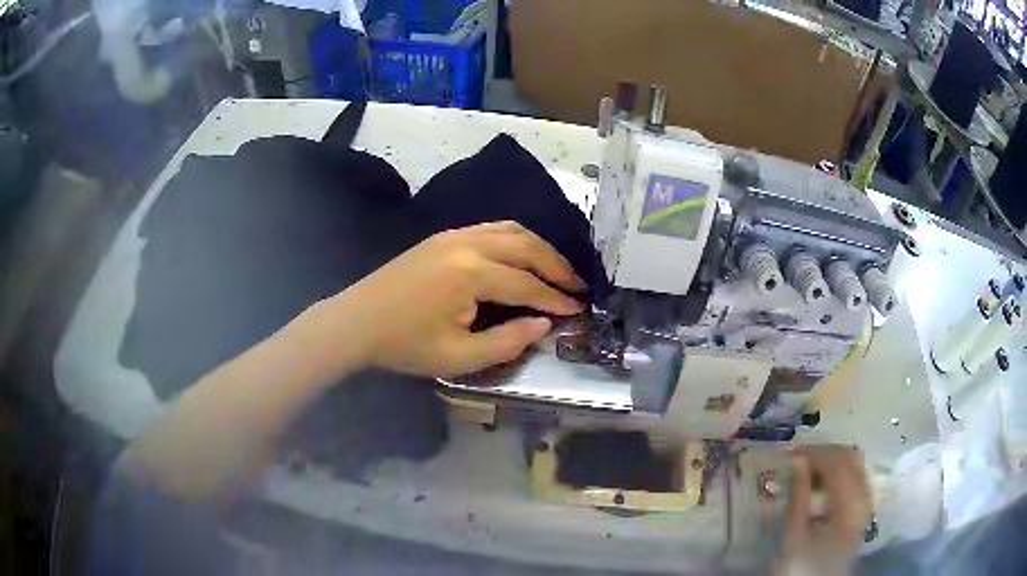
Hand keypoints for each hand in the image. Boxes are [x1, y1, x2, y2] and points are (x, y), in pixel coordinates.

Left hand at [323, 221, 584, 376]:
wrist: (356, 322)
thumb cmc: (404, 345)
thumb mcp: (457, 357)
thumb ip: (507, 342)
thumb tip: (543, 324)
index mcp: (470, 273)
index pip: (526, 283)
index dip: (555, 298)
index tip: (578, 309)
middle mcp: (467, 243)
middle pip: (526, 247)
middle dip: (556, 266)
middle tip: (578, 286)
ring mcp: (454, 234)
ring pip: (511, 230)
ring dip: (539, 248)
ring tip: (557, 270)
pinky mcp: (443, 236)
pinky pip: (492, 228)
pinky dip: (516, 240)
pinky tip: (522, 257)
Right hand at [779, 447, 869, 570]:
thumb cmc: (802, 565)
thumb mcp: (794, 536)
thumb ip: (798, 497)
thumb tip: (797, 462)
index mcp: (849, 507)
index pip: (837, 465)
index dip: (816, 454)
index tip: (792, 453)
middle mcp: (864, 499)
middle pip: (851, 460)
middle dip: (825, 454)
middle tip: (799, 458)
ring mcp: (866, 503)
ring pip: (856, 466)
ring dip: (834, 461)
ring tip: (810, 467)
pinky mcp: (863, 509)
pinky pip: (856, 478)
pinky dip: (841, 472)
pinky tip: (824, 481)